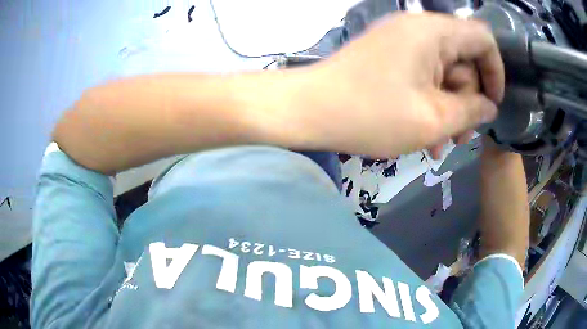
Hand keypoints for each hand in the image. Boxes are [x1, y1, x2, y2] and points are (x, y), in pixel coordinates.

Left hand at [301, 12, 503, 157]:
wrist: (309, 110)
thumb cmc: (371, 115)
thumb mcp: (433, 119)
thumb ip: (471, 111)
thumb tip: (489, 106)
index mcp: (433, 32)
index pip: (482, 39)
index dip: (495, 71)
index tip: (492, 104)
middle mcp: (419, 28)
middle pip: (464, 59)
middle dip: (468, 100)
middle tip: (461, 138)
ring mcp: (402, 40)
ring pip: (444, 72)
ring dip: (449, 108)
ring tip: (441, 145)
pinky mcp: (389, 55)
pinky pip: (423, 75)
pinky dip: (430, 102)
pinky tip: (426, 136)